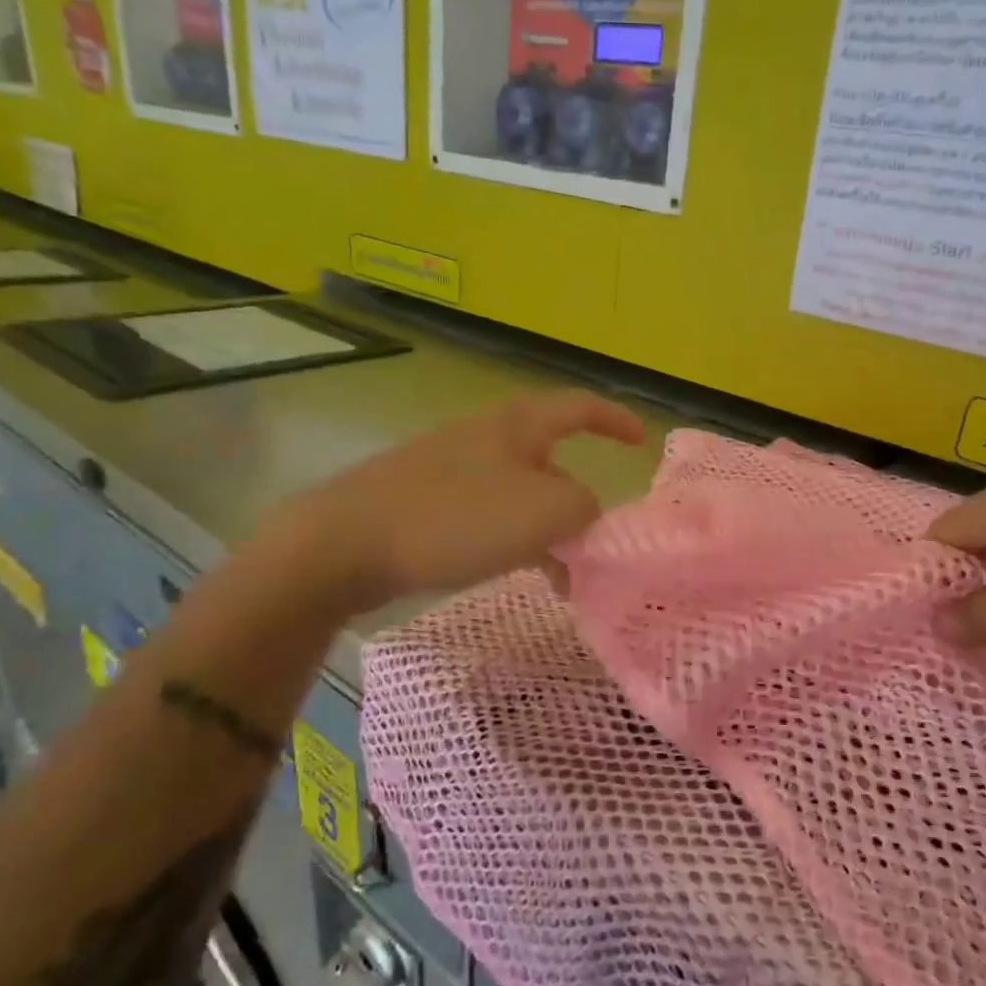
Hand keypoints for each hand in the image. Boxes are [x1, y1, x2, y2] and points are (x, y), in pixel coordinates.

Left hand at [260, 390, 646, 605]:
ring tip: (563, 578)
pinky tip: (517, 575)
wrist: (345, 542)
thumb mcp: (543, 511)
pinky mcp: (425, 504)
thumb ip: (584, 509)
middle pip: (549, 461)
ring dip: (546, 530)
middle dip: (578, 500)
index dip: (614, 419)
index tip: (641, 441)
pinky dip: (512, 542)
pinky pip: (486, 518)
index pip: (578, 406)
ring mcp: (450, 471)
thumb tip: (586, 515)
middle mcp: (485, 439)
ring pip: (518, 496)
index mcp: (516, 426)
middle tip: (595, 543)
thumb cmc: (455, 517)